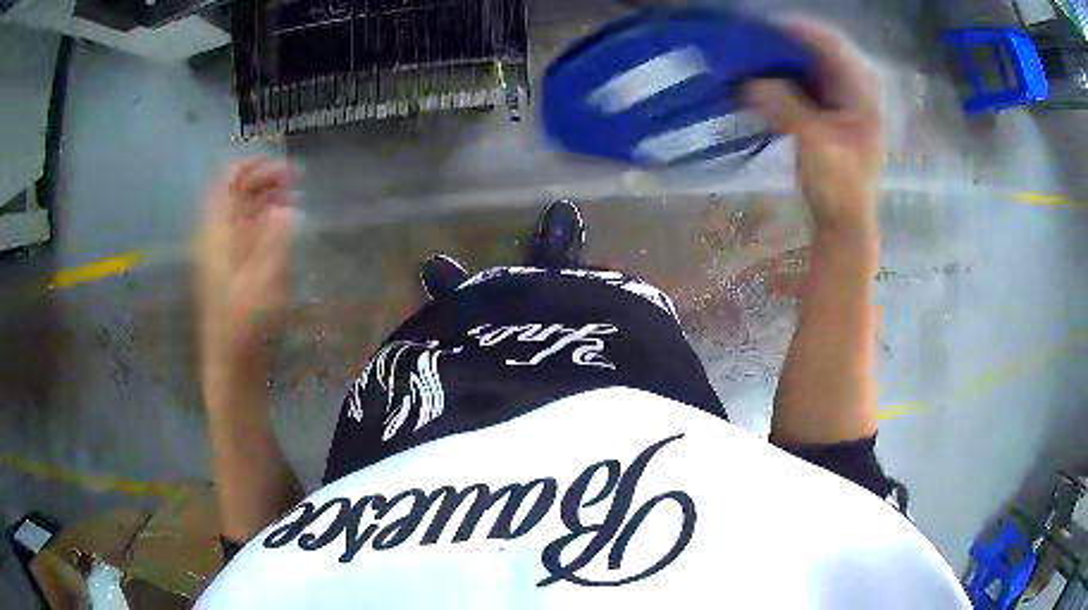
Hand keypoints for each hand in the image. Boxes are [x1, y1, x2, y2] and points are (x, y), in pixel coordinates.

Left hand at [197, 157, 296, 403]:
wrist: (230, 364)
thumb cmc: (245, 327)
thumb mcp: (264, 284)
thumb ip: (275, 243)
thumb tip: (285, 209)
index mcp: (217, 234)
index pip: (226, 182)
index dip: (251, 165)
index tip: (280, 162)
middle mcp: (215, 237)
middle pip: (235, 194)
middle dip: (264, 179)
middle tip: (296, 180)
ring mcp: (221, 254)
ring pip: (240, 212)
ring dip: (265, 199)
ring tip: (293, 199)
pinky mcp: (228, 270)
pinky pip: (243, 232)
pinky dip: (263, 221)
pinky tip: (281, 228)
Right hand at [746, 17, 882, 237]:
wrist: (845, 225)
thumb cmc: (839, 186)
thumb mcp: (813, 141)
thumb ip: (783, 103)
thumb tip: (749, 80)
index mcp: (862, 94)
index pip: (832, 45)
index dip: (800, 30)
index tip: (764, 26)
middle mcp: (855, 92)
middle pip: (820, 52)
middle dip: (786, 44)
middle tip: (753, 41)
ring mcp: (842, 104)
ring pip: (811, 69)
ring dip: (783, 62)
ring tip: (752, 58)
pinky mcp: (829, 117)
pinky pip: (805, 87)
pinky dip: (784, 81)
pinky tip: (763, 83)